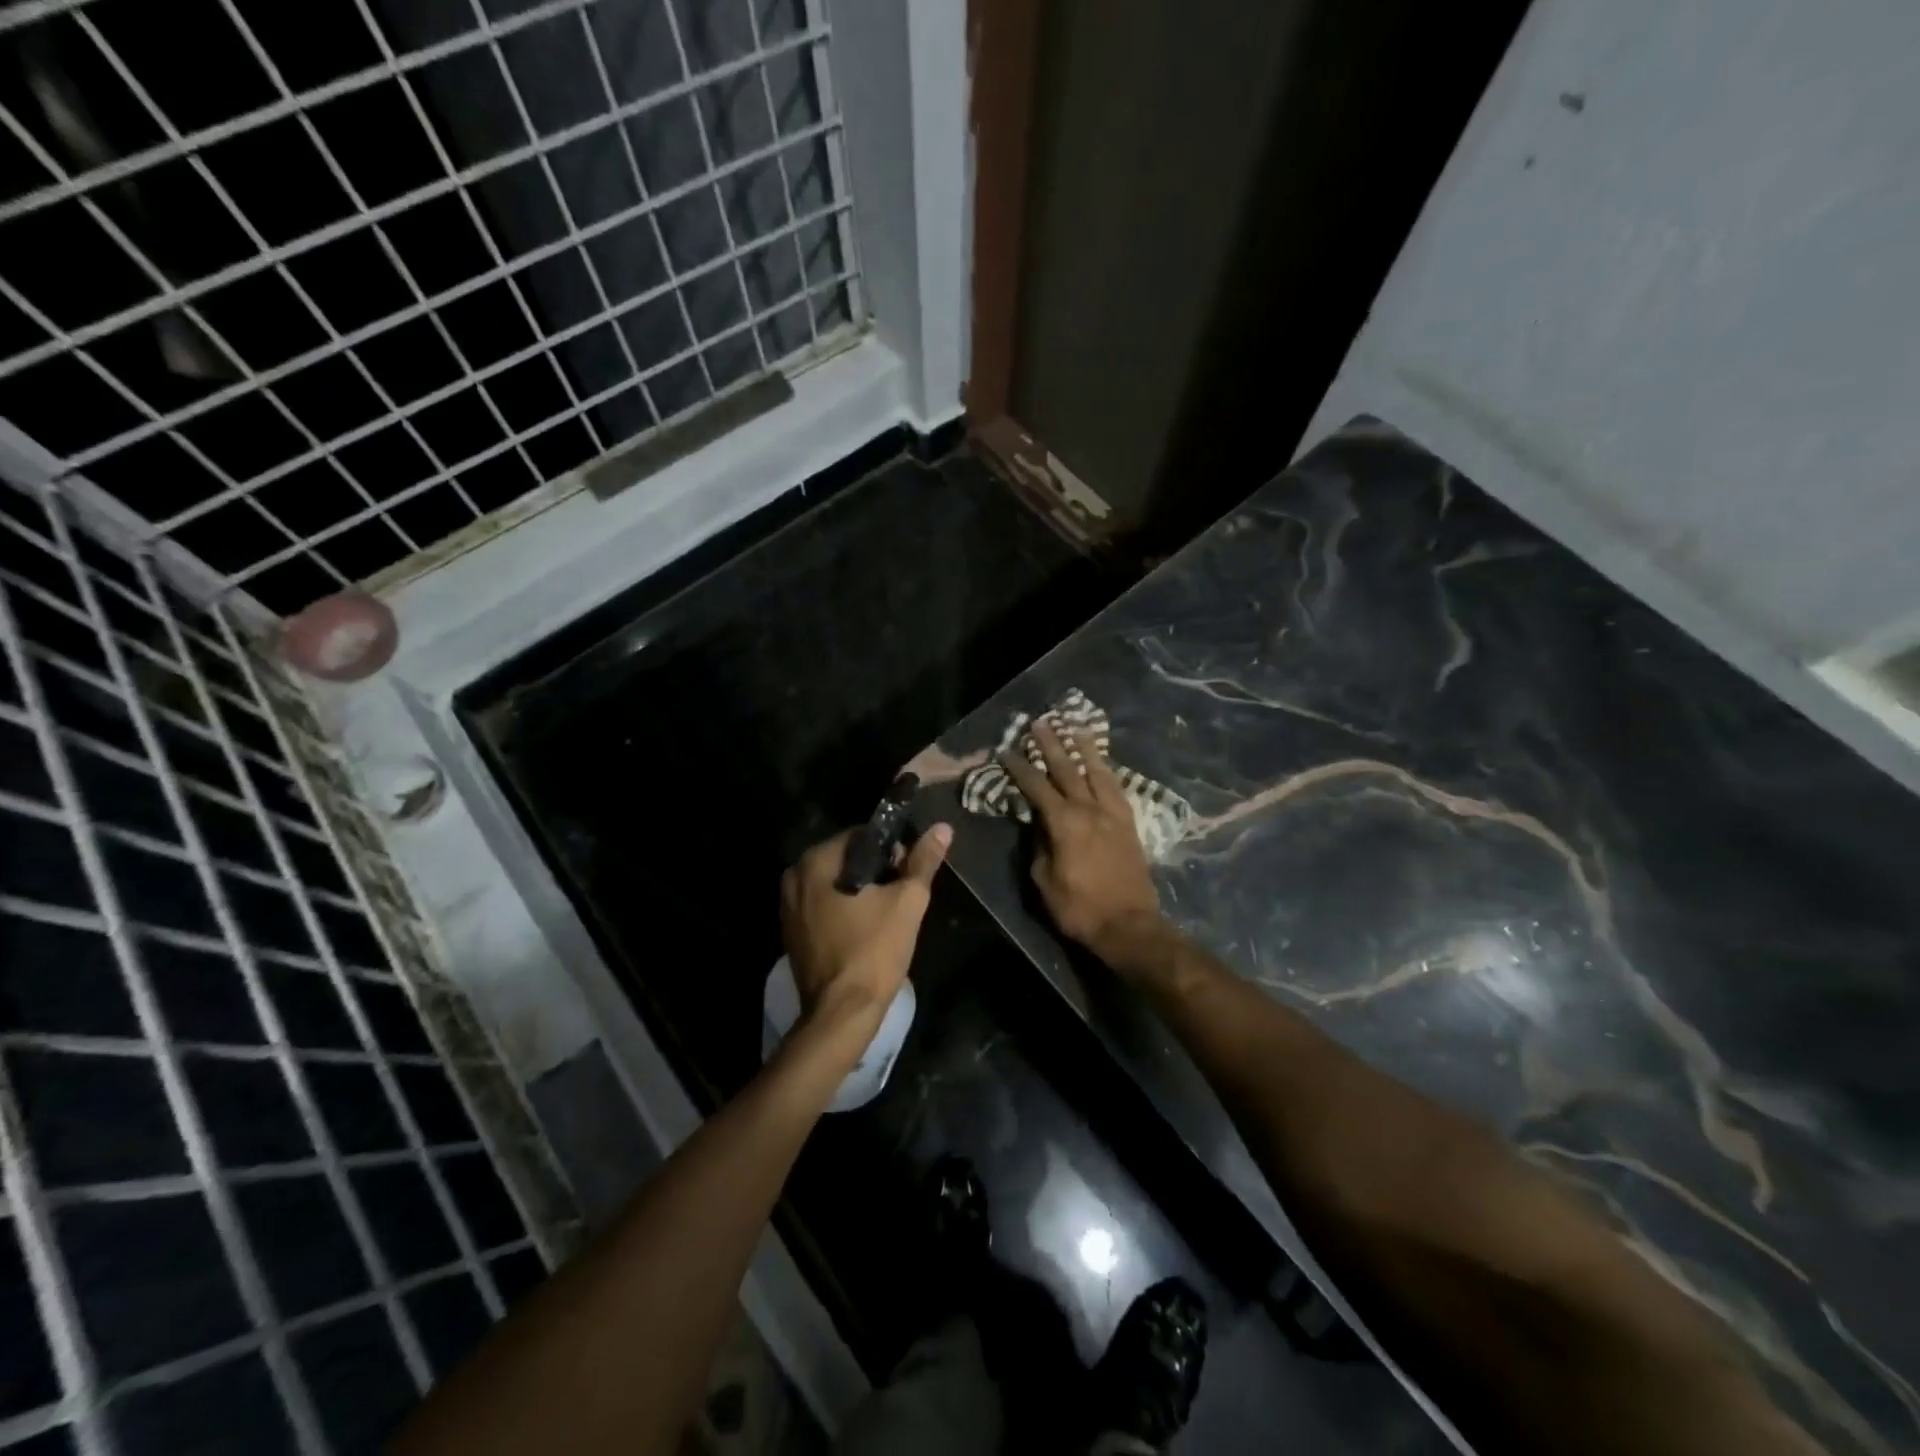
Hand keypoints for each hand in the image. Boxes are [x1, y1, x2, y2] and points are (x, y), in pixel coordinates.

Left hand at [780, 822, 952, 1030]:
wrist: (842, 1014)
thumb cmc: (874, 951)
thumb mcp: (907, 901)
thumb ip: (923, 861)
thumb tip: (942, 828)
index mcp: (815, 862)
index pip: (860, 836)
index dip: (891, 849)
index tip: (908, 871)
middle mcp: (793, 878)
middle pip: (846, 860)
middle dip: (876, 871)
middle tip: (902, 894)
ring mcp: (788, 908)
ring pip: (835, 884)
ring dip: (861, 891)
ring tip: (888, 913)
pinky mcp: (792, 934)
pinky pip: (824, 907)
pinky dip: (845, 910)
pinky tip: (867, 929)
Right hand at [1002, 721, 1165, 960]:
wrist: (1129, 925)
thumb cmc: (1079, 907)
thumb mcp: (1044, 880)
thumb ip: (1039, 846)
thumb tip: (1038, 825)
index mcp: (1064, 822)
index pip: (1036, 787)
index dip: (1020, 768)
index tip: (1007, 750)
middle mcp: (1090, 809)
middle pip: (1068, 769)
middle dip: (1052, 744)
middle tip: (1040, 722)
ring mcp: (1113, 814)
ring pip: (1097, 772)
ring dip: (1085, 748)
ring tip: (1076, 727)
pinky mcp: (1129, 824)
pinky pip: (1116, 788)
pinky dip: (1106, 771)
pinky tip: (1102, 765)